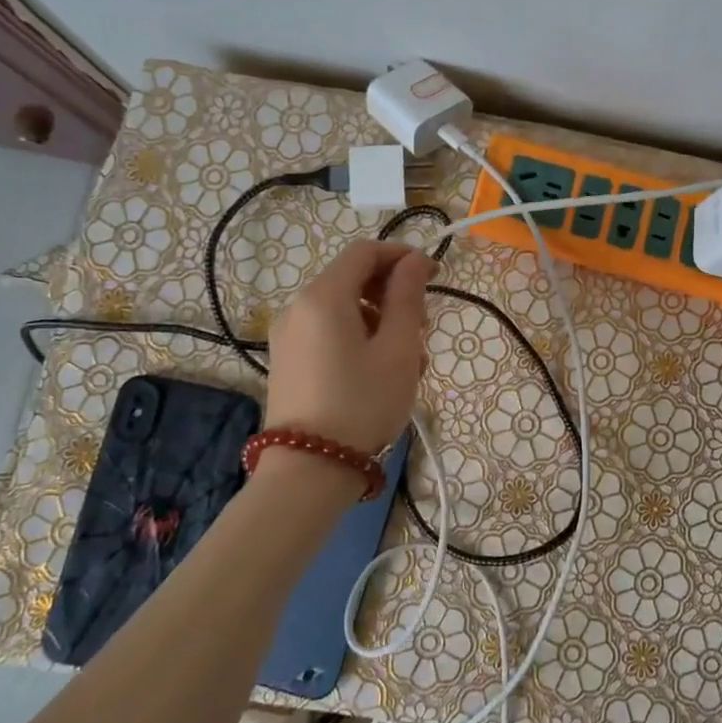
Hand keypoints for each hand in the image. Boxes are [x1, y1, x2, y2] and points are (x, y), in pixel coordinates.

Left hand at [264, 240, 435, 452]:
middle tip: (422, 330)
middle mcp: (298, 307)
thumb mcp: (397, 350)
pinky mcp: (288, 360)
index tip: (434, 277)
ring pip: (344, 309)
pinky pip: (329, 332)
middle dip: (393, 294)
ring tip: (408, 362)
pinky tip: (380, 373)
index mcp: (324, 297)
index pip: (365, 252)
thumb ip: (407, 298)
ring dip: (380, 320)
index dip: (402, 256)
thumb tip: (414, 260)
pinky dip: (358, 337)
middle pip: (353, 279)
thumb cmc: (362, 404)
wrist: (309, 470)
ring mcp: (288, 335)